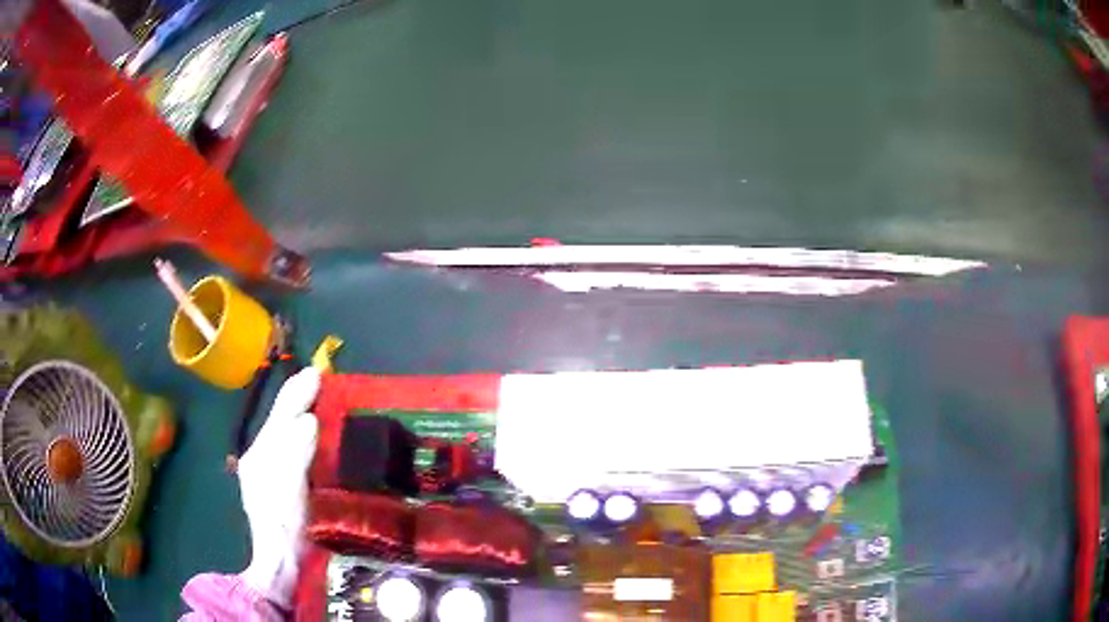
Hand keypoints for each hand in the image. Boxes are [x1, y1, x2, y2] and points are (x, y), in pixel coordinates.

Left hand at [237, 367, 320, 608]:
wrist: (280, 564)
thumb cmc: (285, 527)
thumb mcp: (289, 491)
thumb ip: (295, 454)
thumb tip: (308, 419)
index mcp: (260, 454)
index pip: (281, 414)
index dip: (298, 392)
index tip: (318, 372)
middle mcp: (259, 457)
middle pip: (279, 420)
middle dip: (298, 398)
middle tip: (320, 378)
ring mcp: (266, 472)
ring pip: (283, 434)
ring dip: (300, 413)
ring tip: (320, 399)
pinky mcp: (278, 485)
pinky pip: (290, 449)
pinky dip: (302, 435)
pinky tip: (314, 435)